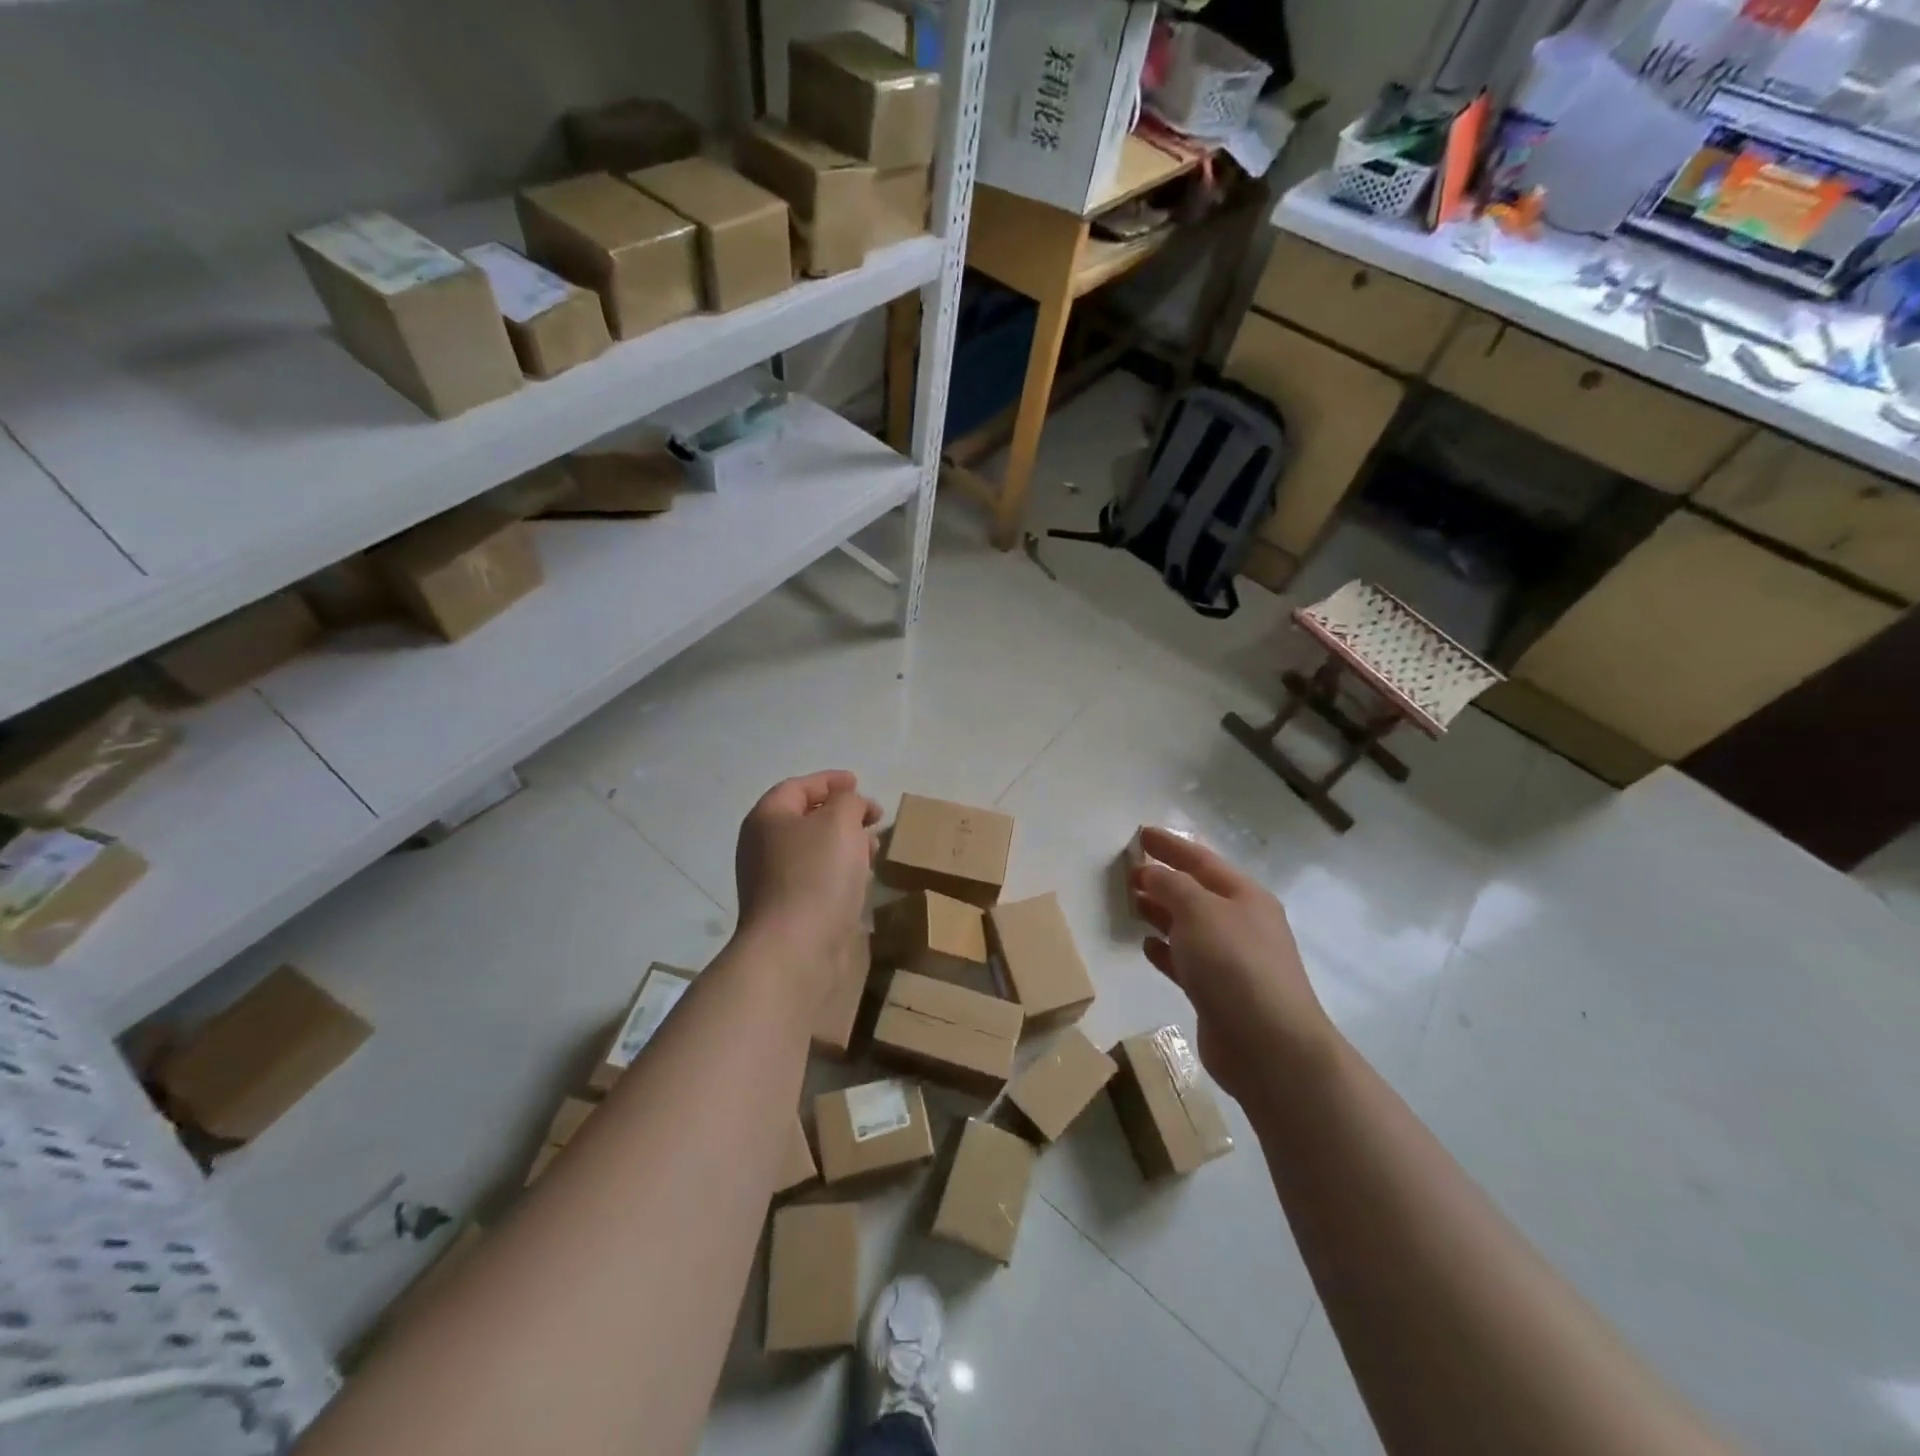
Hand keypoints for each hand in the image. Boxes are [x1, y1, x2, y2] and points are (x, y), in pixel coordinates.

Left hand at [734, 771, 879, 999]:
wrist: (795, 949)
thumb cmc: (816, 875)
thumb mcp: (840, 821)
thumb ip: (848, 801)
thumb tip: (849, 804)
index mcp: (768, 818)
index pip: (798, 787)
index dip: (829, 781)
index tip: (859, 783)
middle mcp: (762, 846)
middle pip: (805, 819)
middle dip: (842, 814)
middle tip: (872, 818)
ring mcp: (772, 882)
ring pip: (814, 851)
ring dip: (845, 844)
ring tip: (874, 850)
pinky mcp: (787, 911)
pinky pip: (817, 879)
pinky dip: (840, 872)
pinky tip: (861, 880)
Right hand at [1132, 828, 1335, 1102]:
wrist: (1269, 1046)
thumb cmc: (1234, 965)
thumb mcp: (1199, 911)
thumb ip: (1171, 885)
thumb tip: (1151, 873)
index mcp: (1244, 896)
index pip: (1201, 860)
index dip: (1171, 845)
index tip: (1141, 833)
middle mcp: (1241, 924)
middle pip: (1196, 892)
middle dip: (1163, 879)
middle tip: (1127, 871)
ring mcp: (1232, 960)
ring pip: (1189, 926)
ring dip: (1160, 912)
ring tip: (1130, 903)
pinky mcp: (1218, 993)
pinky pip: (1186, 961)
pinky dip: (1165, 950)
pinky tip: (1145, 946)